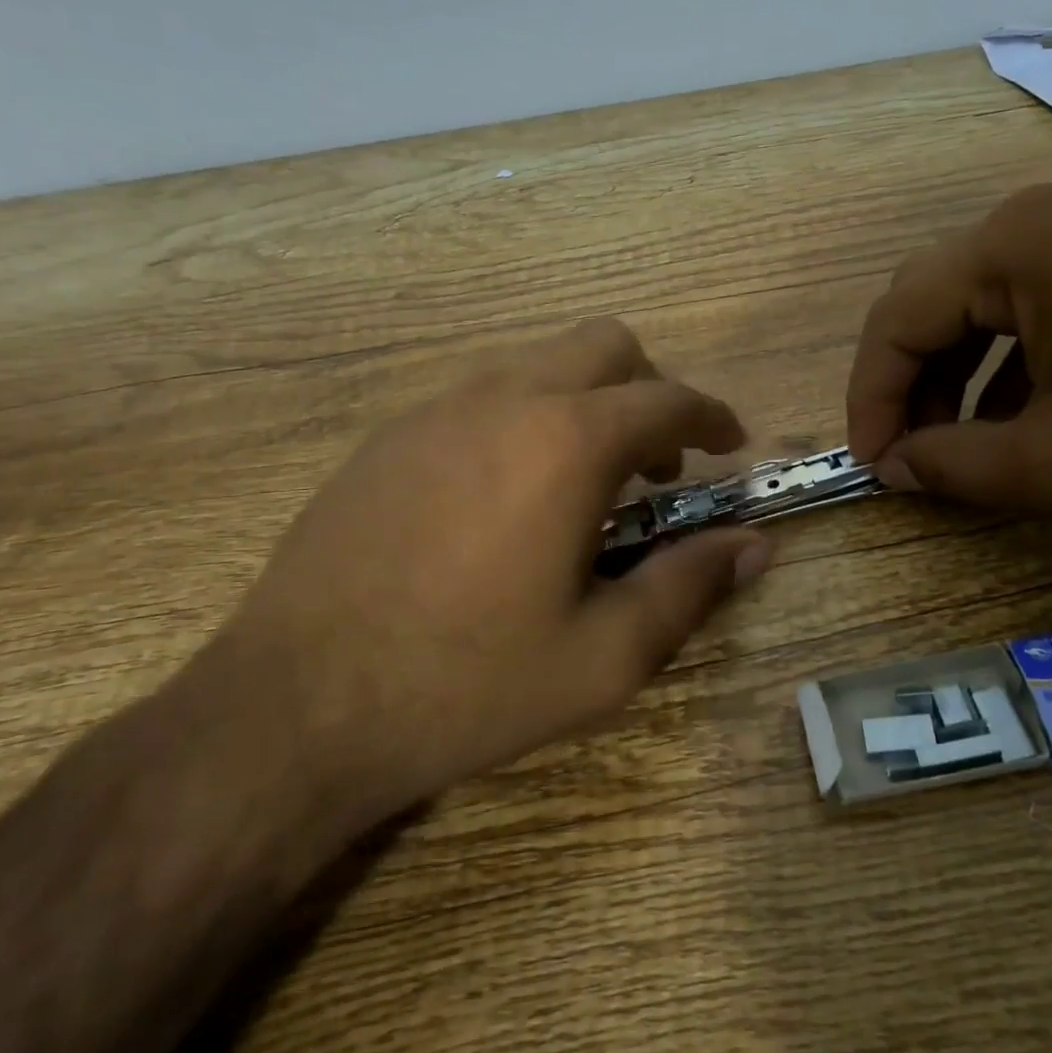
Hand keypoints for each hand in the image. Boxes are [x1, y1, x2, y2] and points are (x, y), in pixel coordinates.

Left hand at [205, 319, 769, 825]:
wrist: (296, 707)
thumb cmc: (469, 682)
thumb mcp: (605, 655)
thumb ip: (691, 585)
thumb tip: (756, 545)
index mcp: (567, 442)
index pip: (668, 399)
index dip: (713, 416)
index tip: (730, 445)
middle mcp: (504, 398)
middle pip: (604, 345)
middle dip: (650, 390)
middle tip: (660, 463)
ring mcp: (436, 410)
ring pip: (539, 363)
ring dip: (586, 401)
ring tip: (588, 482)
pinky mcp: (389, 436)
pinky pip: (482, 395)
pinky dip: (525, 418)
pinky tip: (509, 496)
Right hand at [846, 171, 1051, 522]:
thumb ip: (951, 468)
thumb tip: (893, 468)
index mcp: (1018, 242)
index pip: (898, 317)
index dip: (871, 397)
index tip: (872, 466)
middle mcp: (1046, 212)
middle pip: (935, 300)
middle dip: (910, 385)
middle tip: (907, 457)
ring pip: (984, 302)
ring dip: (958, 376)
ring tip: (958, 447)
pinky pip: (1038, 300)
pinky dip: (1010, 360)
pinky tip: (1020, 415)